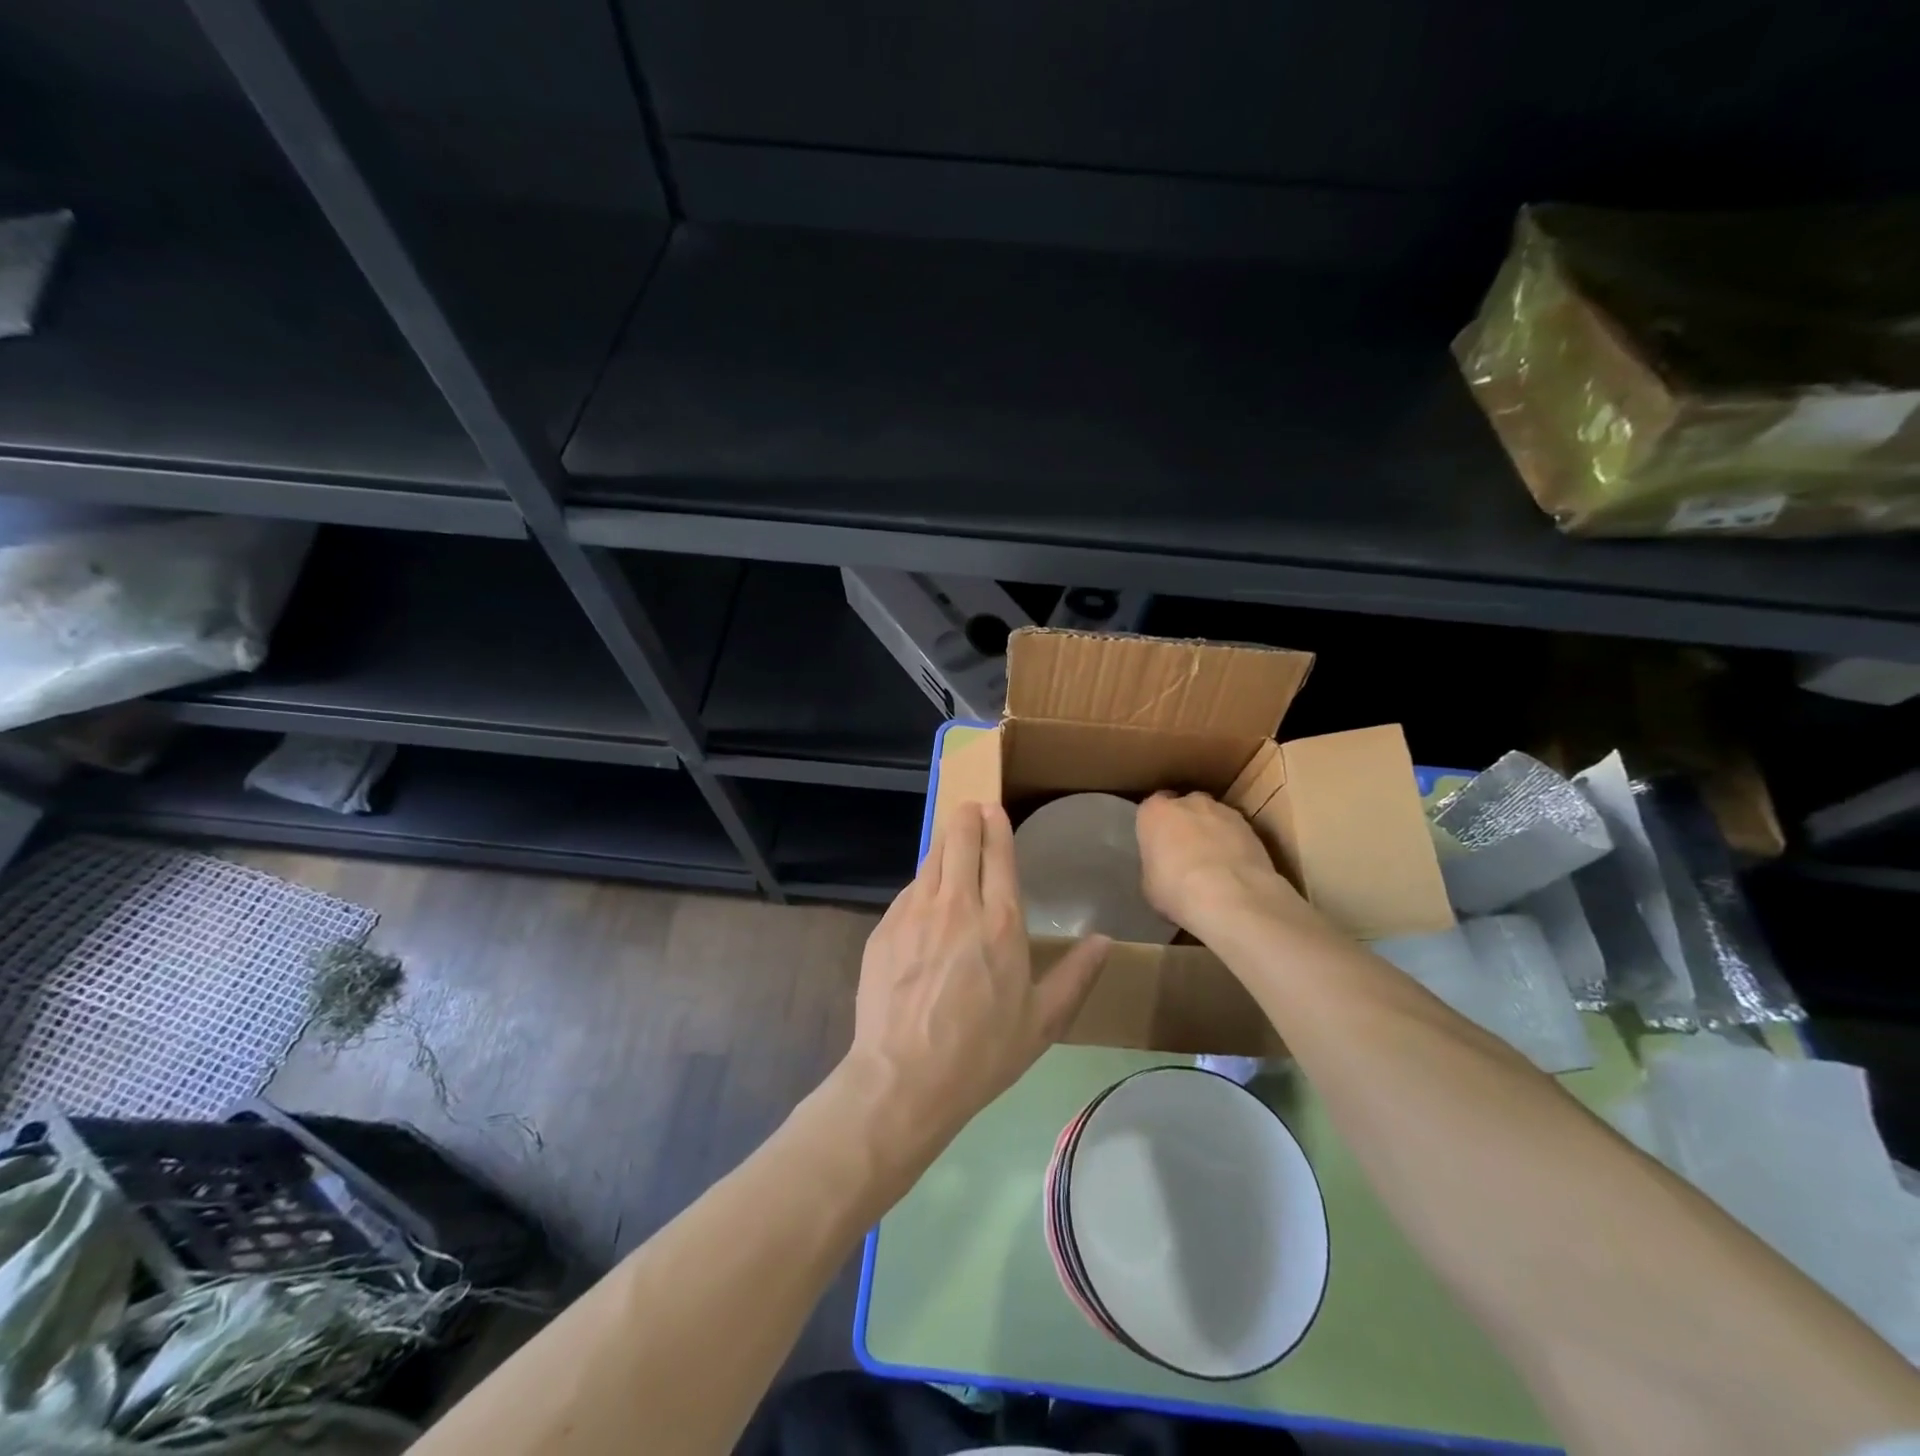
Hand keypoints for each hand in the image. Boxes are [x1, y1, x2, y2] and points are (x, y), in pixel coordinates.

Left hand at [846, 802, 1110, 1145]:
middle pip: (959, 841)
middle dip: (966, 818)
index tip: (993, 808)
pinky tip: (925, 896)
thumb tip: (1105, 941)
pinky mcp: (884, 928)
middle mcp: (957, 905)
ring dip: (943, 843)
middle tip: (971, 810)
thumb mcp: (1043, 1022)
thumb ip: (1076, 976)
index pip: (998, 854)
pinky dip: (921, 883)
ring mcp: (914, 913)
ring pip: (930, 859)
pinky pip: (908, 892)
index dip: (995, 825)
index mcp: (1001, 922)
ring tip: (950, 840)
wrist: (903, 1078)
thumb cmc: (982, 1053)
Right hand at [1136, 790, 1299, 932]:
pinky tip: (1235, 870)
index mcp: (1155, 812)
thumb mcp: (1148, 883)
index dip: (1156, 828)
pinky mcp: (1251, 827)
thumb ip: (1155, 865)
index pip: (1151, 809)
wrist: (1230, 896)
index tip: (1158, 847)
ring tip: (1214, 865)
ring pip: (1213, 817)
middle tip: (1185, 853)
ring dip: (1212, 833)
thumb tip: (1164, 868)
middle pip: (1185, 806)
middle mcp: (1189, 802)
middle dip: (1185, 824)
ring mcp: (1223, 811)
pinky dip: (1234, 845)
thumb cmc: (1176, 889)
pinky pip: (1236, 833)